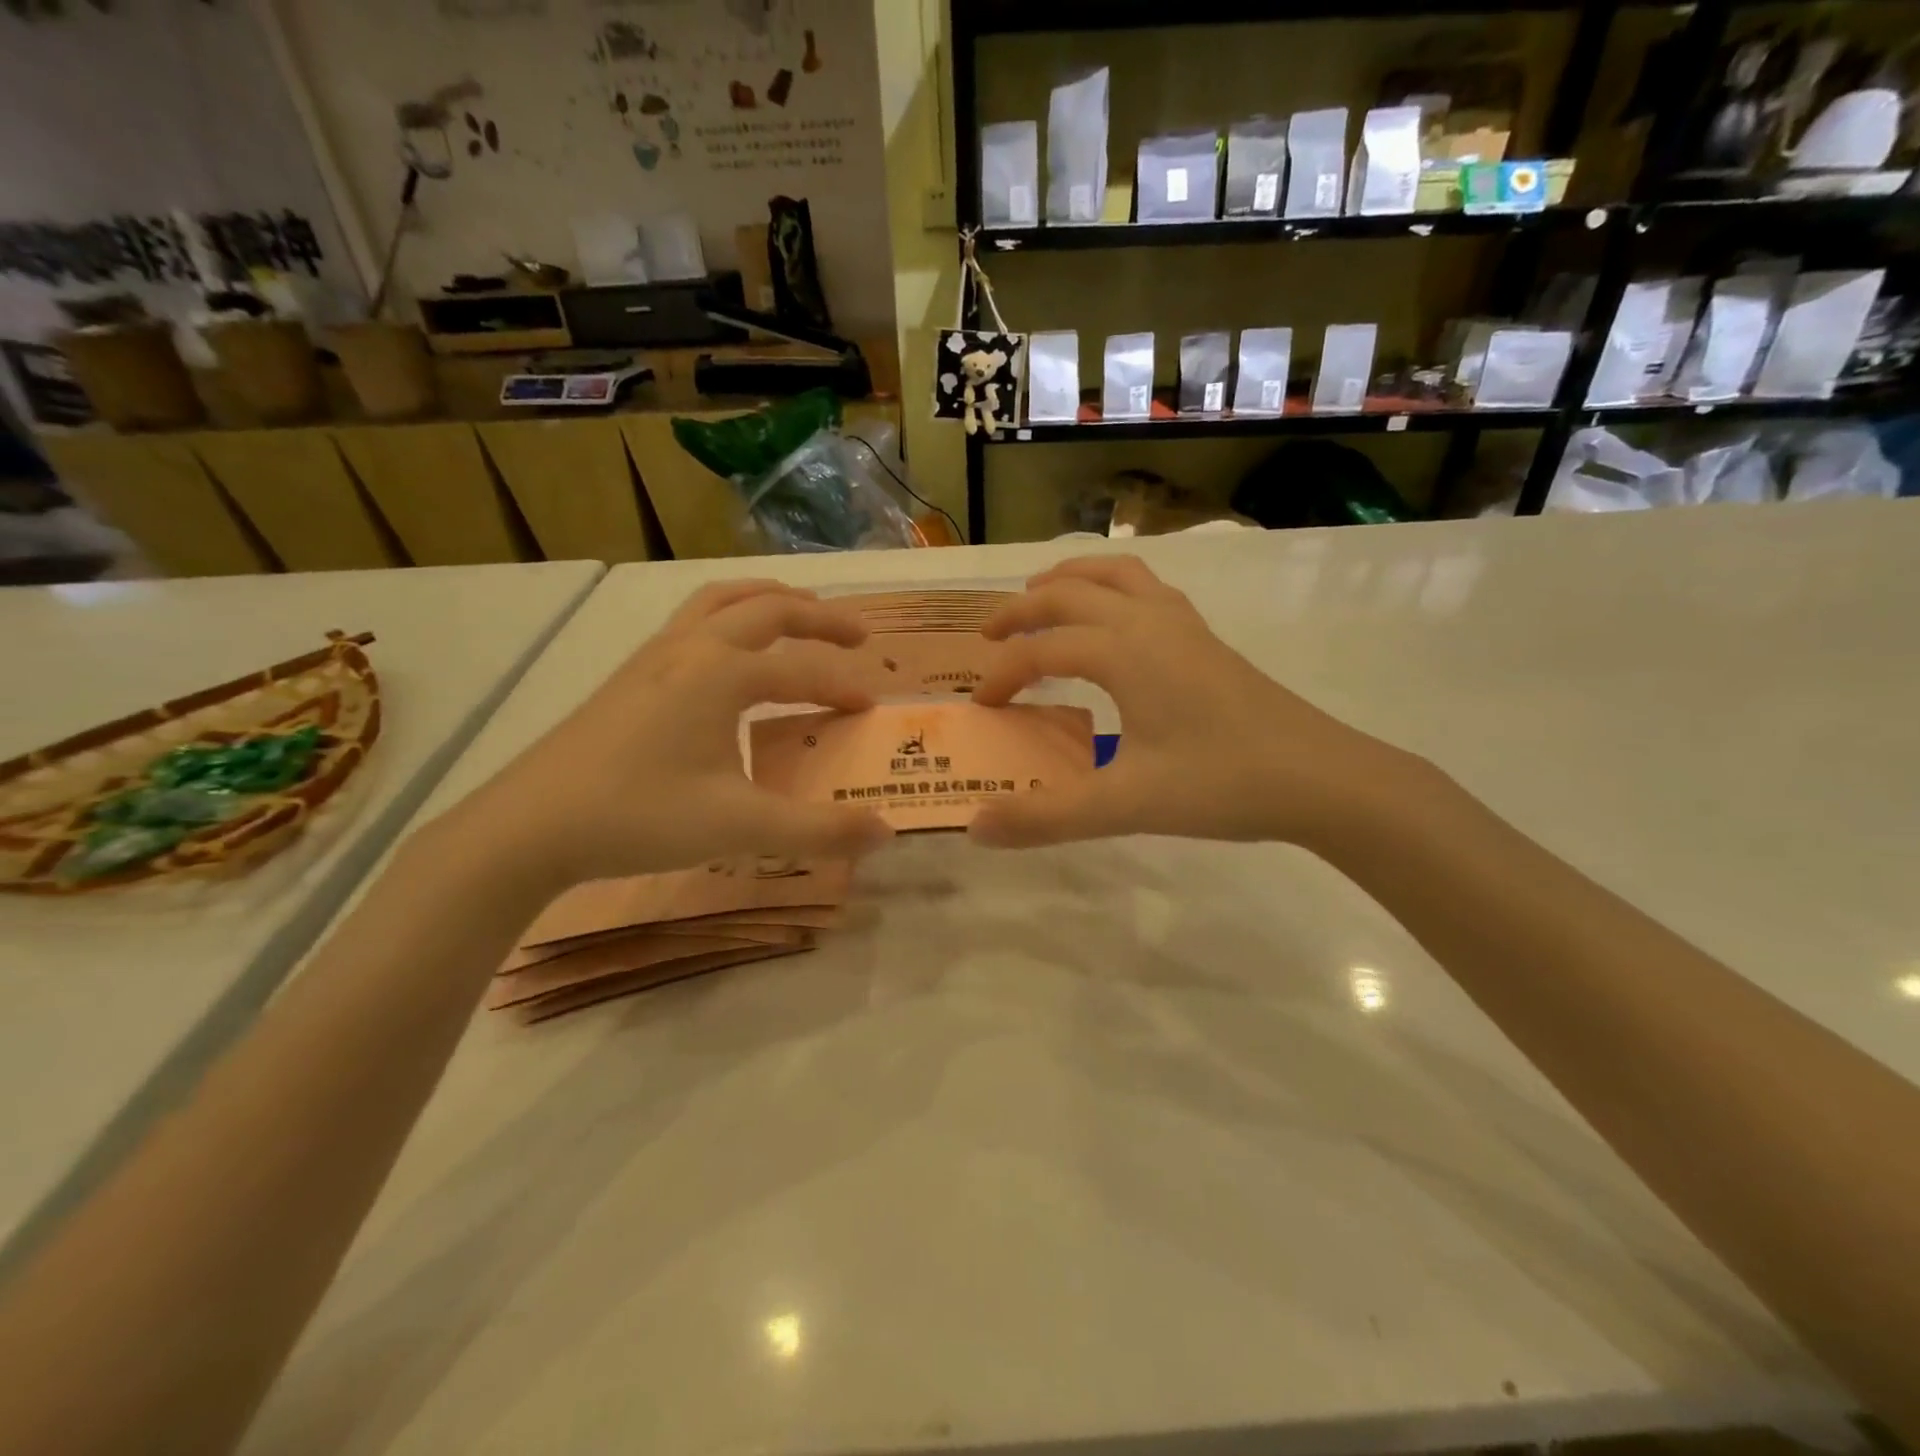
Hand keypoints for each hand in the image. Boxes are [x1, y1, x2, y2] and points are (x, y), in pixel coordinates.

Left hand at [446, 581, 892, 886]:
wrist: (529, 826)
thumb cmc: (639, 816)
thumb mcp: (740, 827)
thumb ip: (818, 830)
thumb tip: (886, 834)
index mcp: (722, 673)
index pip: (802, 670)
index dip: (843, 686)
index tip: (873, 707)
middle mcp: (691, 648)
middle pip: (767, 609)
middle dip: (818, 617)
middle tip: (858, 634)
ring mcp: (654, 655)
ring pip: (721, 601)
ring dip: (769, 601)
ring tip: (799, 614)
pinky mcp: (630, 674)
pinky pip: (692, 620)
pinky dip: (730, 616)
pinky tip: (729, 653)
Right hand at [969, 556, 1416, 849]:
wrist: (1321, 778)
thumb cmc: (1221, 784)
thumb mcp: (1125, 805)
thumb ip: (1046, 816)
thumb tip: (975, 827)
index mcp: (1124, 651)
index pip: (1042, 650)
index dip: (1003, 675)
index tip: (982, 707)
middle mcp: (1148, 621)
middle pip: (1069, 593)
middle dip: (1022, 610)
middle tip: (987, 636)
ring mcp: (1183, 624)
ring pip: (1114, 575)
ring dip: (1069, 580)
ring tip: (1041, 597)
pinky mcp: (1206, 638)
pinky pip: (1147, 589)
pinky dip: (1113, 587)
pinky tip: (1114, 619)